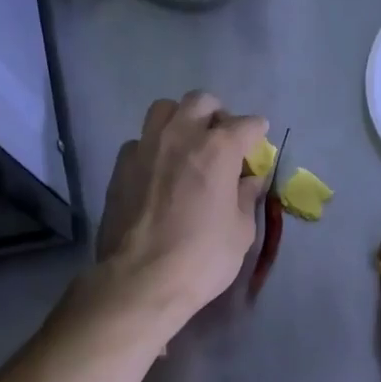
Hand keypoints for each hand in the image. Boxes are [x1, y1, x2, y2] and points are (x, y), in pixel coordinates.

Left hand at [92, 91, 266, 332]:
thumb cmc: (202, 258)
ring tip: (187, 145)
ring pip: (164, 109)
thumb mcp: (240, 232)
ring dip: (181, 119)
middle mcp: (180, 136)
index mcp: (218, 149)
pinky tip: (159, 170)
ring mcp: (146, 147)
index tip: (259, 143)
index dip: (257, 133)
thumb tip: (249, 179)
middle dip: (217, 115)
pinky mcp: (121, 165)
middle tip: (223, 140)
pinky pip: (141, 140)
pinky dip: (154, 146)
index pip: (246, 125)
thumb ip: (246, 197)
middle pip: (201, 102)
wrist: (141, 279)